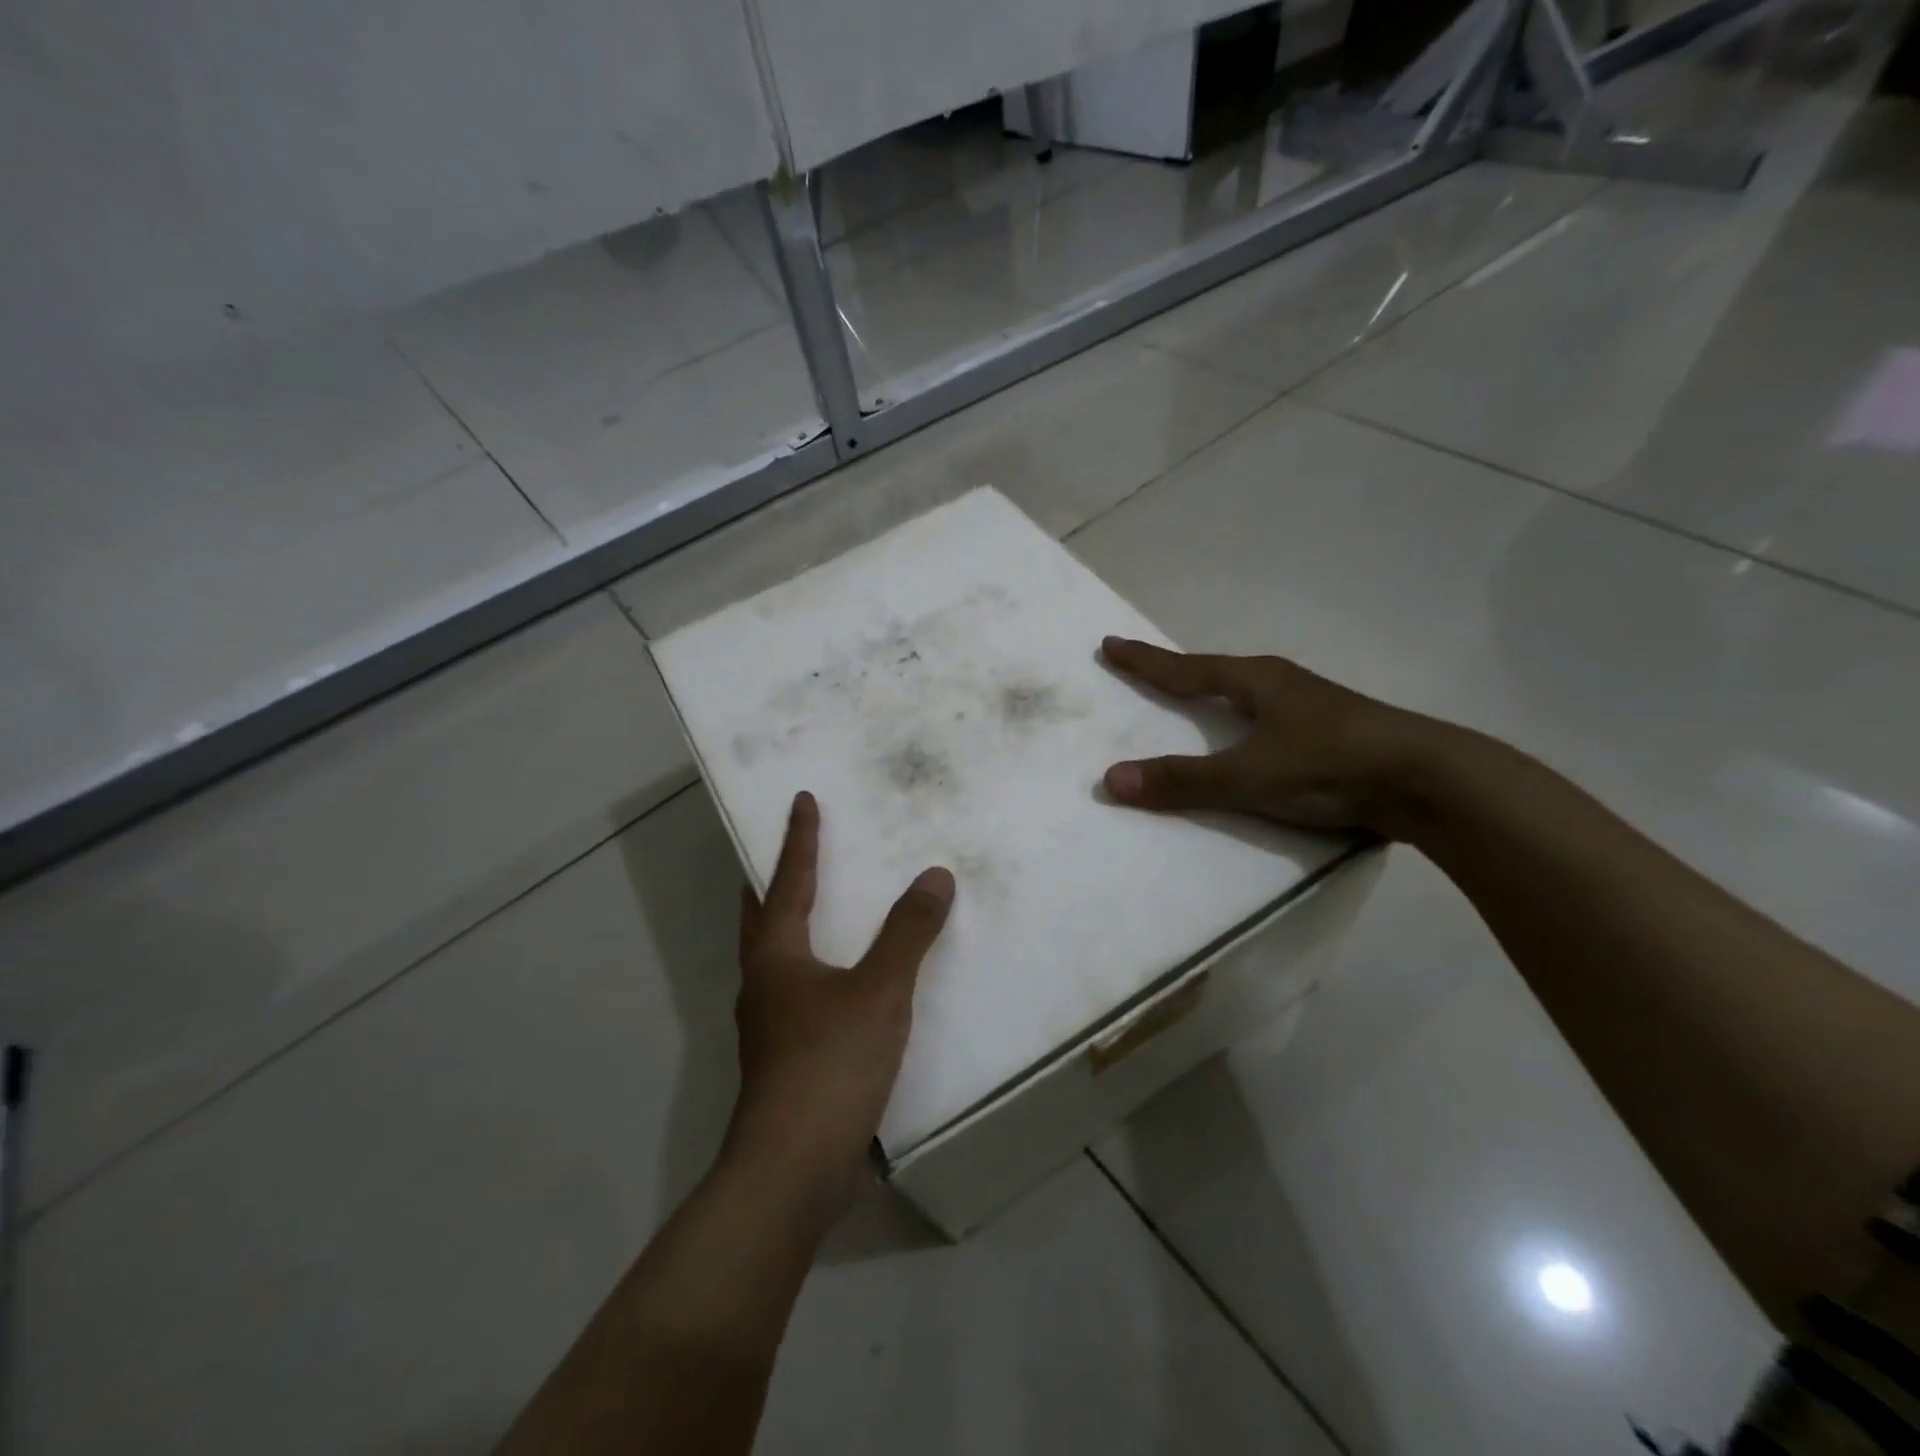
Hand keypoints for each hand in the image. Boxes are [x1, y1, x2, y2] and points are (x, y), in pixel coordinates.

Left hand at [726, 792, 954, 1219]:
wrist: (793, 1170)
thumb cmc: (829, 1063)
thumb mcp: (879, 991)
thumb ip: (909, 932)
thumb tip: (935, 876)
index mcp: (776, 955)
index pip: (787, 880)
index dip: (798, 838)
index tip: (803, 799)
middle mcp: (764, 982)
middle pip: (764, 916)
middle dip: (776, 879)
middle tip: (795, 849)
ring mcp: (772, 1024)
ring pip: (780, 957)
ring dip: (797, 925)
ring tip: (829, 907)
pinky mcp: (788, 1058)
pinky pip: (803, 993)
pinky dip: (821, 969)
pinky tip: (851, 981)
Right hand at [1099, 637, 1441, 835]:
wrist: (1429, 781)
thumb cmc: (1330, 766)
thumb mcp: (1247, 777)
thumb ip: (1182, 781)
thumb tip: (1110, 781)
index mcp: (1257, 681)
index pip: (1186, 668)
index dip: (1146, 661)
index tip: (1110, 645)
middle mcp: (1282, 685)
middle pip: (1217, 672)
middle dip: (1180, 672)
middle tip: (1149, 671)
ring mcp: (1312, 707)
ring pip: (1249, 695)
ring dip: (1216, 696)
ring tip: (1196, 702)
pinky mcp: (1333, 735)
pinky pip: (1270, 721)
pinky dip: (1244, 725)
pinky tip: (1251, 740)